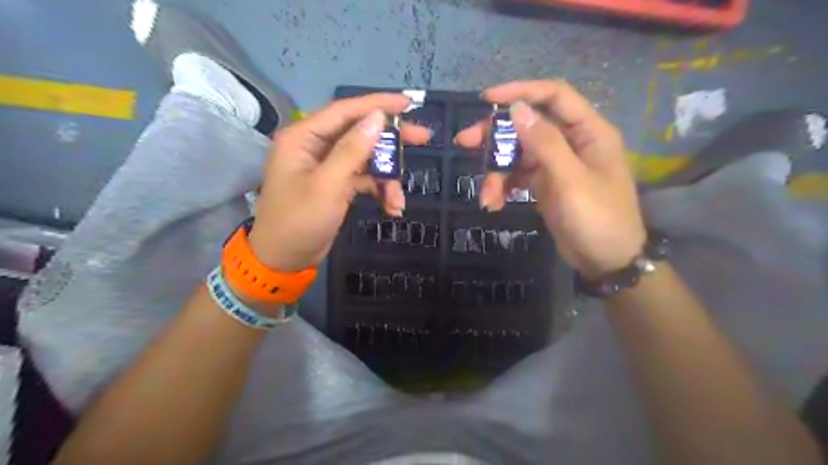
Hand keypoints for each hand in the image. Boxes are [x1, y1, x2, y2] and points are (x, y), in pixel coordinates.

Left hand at [246, 93, 430, 272]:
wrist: (285, 259)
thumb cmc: (299, 221)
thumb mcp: (328, 185)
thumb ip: (352, 150)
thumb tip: (377, 118)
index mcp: (304, 137)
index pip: (345, 111)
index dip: (377, 105)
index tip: (408, 103)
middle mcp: (316, 146)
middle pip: (360, 132)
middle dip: (391, 141)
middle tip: (423, 137)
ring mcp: (328, 166)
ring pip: (367, 159)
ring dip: (387, 178)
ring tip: (398, 201)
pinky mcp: (337, 184)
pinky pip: (365, 179)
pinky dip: (379, 191)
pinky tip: (392, 208)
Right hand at [455, 79, 648, 278]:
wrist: (606, 261)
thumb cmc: (597, 218)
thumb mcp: (570, 180)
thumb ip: (545, 143)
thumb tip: (517, 109)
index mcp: (588, 132)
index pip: (554, 96)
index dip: (521, 91)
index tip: (487, 99)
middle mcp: (571, 142)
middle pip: (528, 125)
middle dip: (496, 135)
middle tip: (465, 142)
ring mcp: (556, 164)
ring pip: (518, 154)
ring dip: (497, 171)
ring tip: (486, 196)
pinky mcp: (545, 184)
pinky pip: (518, 176)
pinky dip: (504, 187)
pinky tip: (494, 203)